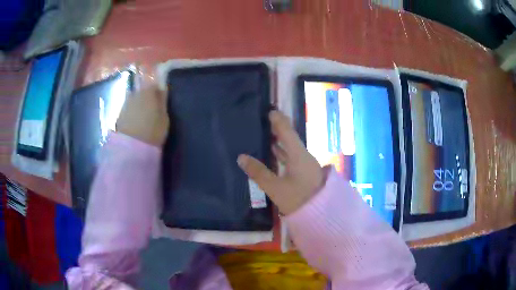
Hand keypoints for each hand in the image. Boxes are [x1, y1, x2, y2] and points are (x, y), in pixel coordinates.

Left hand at [116, 86, 168, 146]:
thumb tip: (162, 90)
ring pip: (134, 100)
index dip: (158, 89)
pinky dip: (132, 113)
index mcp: (147, 92)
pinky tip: (136, 123)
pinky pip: (128, 109)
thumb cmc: (152, 131)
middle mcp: (134, 94)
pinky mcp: (119, 115)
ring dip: (139, 104)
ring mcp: (125, 104)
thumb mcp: (164, 118)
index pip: (154, 83)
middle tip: (152, 108)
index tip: (161, 97)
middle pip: (142, 90)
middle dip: (147, 96)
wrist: (130, 148)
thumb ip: (162, 102)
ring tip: (144, 117)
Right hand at [237, 110, 323, 214]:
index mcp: (299, 155)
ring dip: (280, 142)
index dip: (278, 121)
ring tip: (266, 136)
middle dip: (278, 130)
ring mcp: (306, 166)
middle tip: (264, 122)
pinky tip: (274, 155)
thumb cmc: (299, 199)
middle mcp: (304, 157)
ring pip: (291, 149)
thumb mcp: (275, 188)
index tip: (269, 111)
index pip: (287, 132)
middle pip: (290, 139)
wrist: (322, 215)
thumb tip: (241, 157)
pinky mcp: (305, 174)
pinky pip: (292, 159)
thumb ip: (258, 173)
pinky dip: (282, 154)